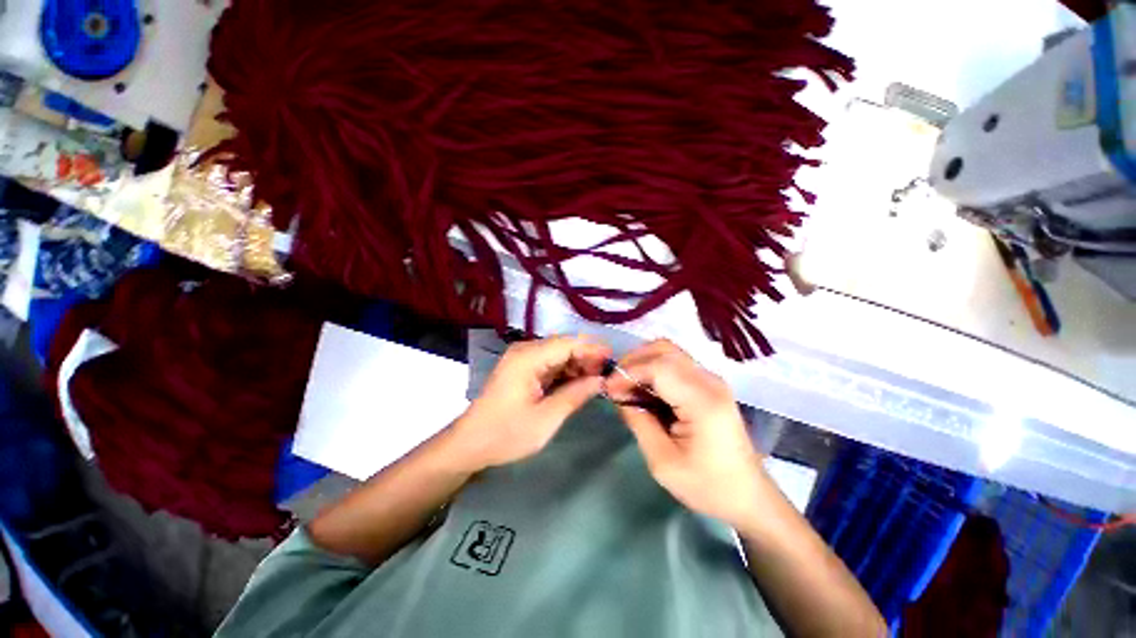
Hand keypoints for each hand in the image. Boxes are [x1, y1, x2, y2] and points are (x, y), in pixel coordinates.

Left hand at [448, 335, 611, 470]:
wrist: (469, 444)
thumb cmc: (506, 434)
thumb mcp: (546, 419)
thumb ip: (575, 396)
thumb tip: (601, 381)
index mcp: (528, 358)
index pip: (567, 344)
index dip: (592, 349)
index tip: (613, 358)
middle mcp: (525, 351)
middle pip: (563, 346)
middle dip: (587, 357)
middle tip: (607, 373)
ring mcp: (523, 359)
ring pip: (558, 354)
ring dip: (578, 364)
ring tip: (597, 379)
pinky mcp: (523, 369)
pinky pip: (550, 364)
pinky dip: (566, 372)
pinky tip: (579, 382)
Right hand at [608, 339, 767, 528]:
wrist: (749, 496)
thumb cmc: (707, 486)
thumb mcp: (662, 462)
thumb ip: (638, 421)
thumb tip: (619, 395)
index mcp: (702, 401)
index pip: (658, 367)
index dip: (628, 372)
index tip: (609, 388)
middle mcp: (710, 381)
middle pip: (664, 350)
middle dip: (634, 361)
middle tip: (615, 384)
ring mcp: (712, 380)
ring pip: (670, 352)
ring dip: (643, 362)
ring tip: (627, 385)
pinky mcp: (710, 384)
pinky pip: (676, 363)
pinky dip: (654, 368)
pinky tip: (644, 388)